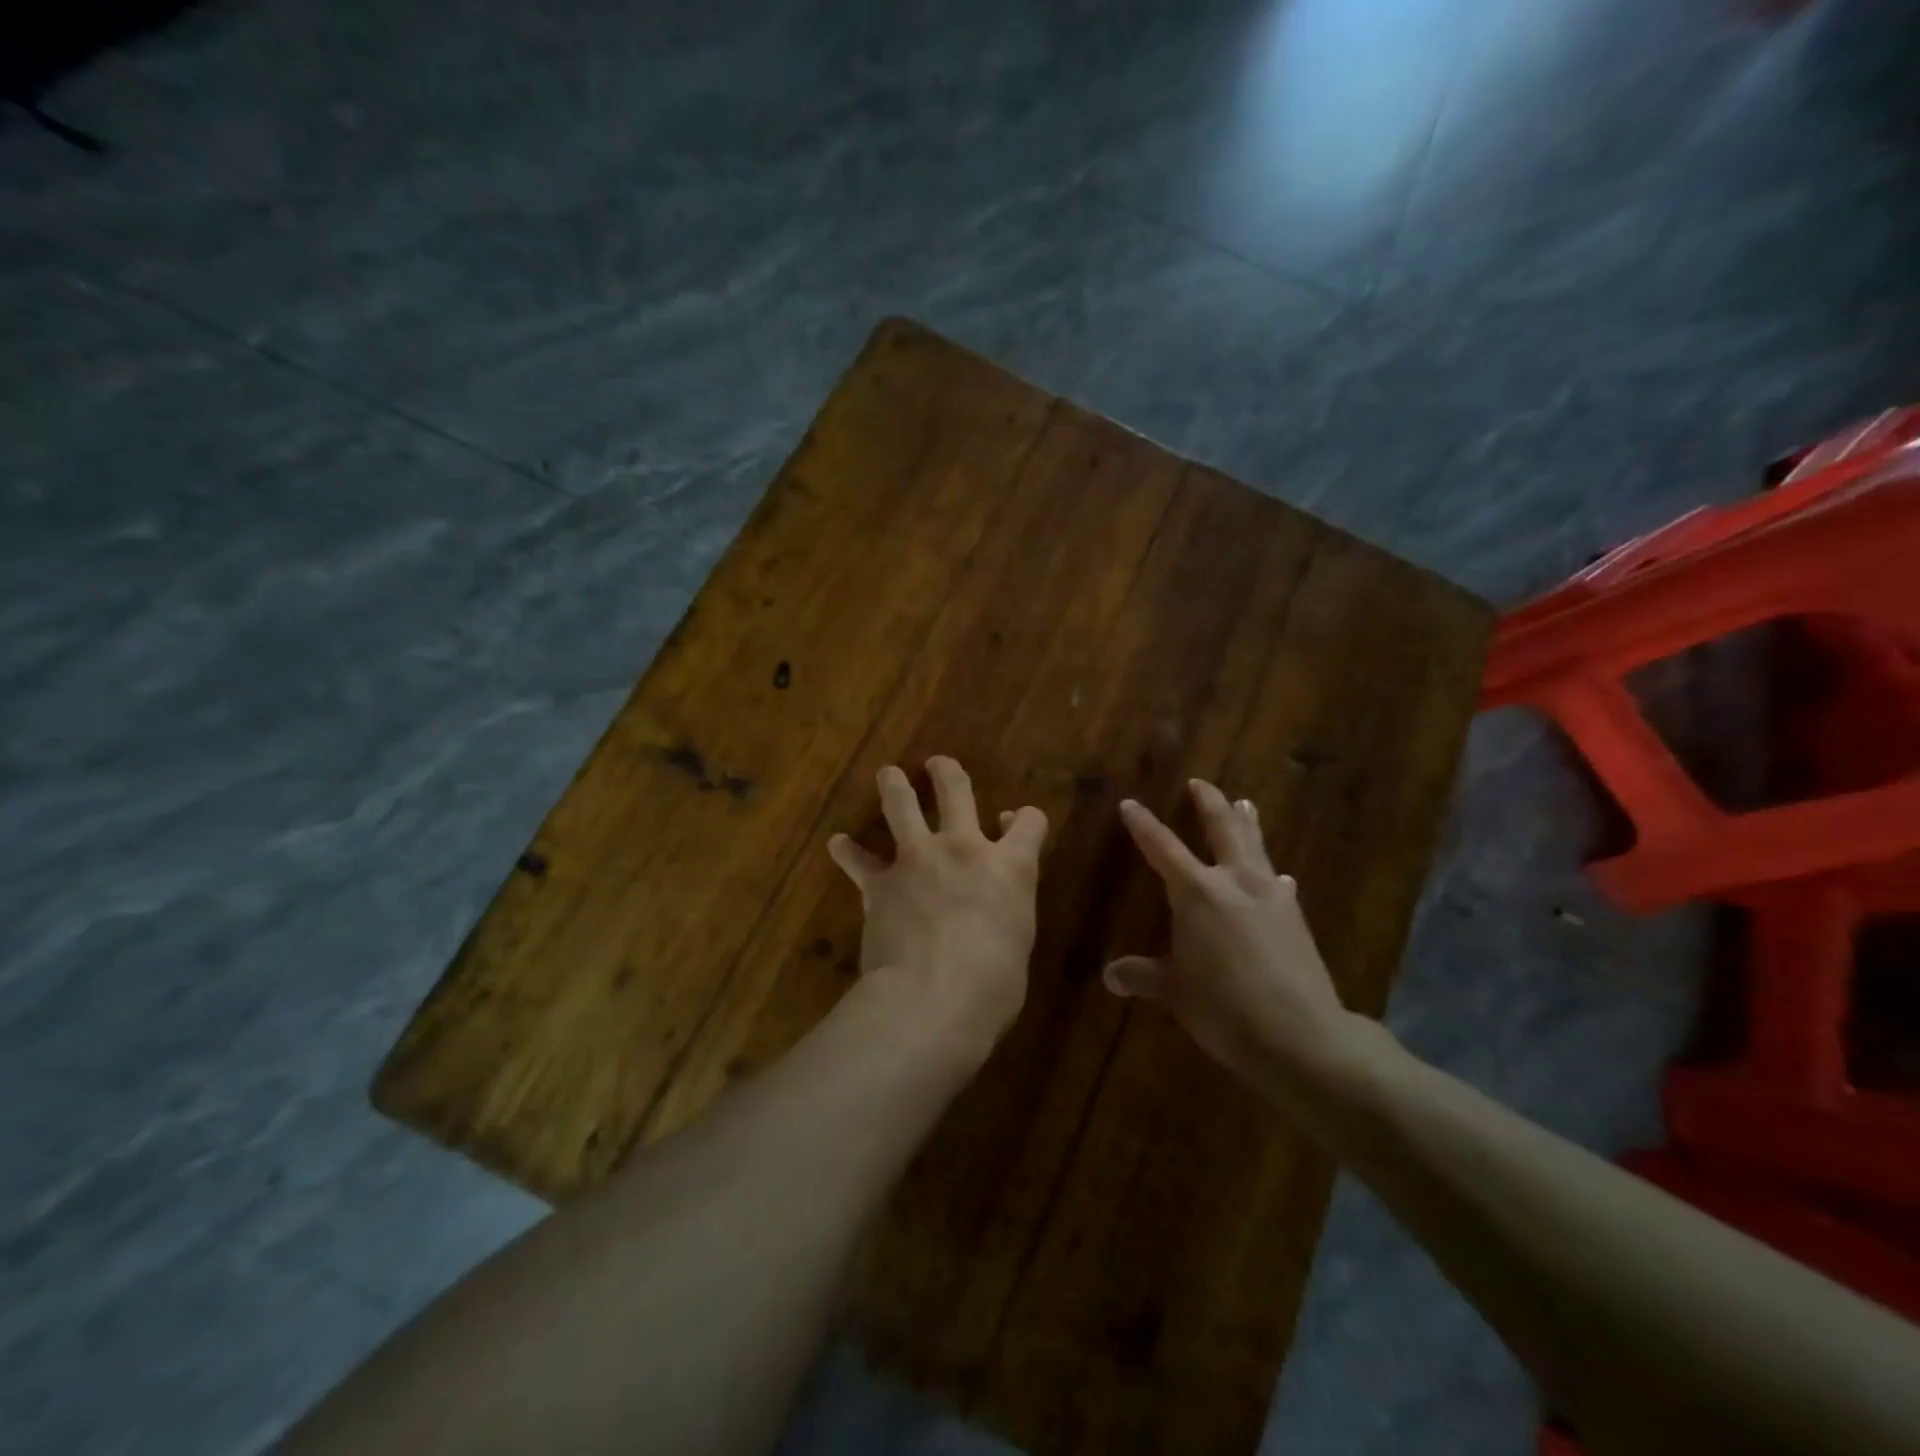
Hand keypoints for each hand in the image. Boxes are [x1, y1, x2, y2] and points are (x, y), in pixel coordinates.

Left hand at [829, 757, 1048, 1058]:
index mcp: (1009, 867)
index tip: (1015, 821)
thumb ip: (1008, 909)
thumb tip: (997, 899)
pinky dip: (847, 852)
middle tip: (937, 764)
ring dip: (894, 786)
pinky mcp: (880, 884)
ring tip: (889, 774)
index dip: (1025, 819)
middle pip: (957, 791)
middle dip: (947, 773)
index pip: (1028, 823)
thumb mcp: (1018, 944)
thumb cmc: (992, 987)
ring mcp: (917, 860)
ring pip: (902, 806)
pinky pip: (858, 860)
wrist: (931, 1000)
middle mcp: (963, 849)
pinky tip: (837, 844)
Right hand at [1104, 779, 1352, 1087]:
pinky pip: (1279, 883)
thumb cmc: (1224, 1008)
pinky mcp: (1295, 917)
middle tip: (1199, 783)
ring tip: (1245, 803)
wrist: (1301, 1035)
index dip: (1143, 824)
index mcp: (1196, 893)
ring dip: (1247, 823)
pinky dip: (1272, 873)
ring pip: (1255, 846)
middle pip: (1221, 828)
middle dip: (1208, 803)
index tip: (1130, 803)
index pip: (1162, 847)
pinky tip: (1281, 877)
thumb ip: (1143, 976)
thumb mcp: (1175, 992)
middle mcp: (1234, 882)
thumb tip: (1109, 976)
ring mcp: (1270, 896)